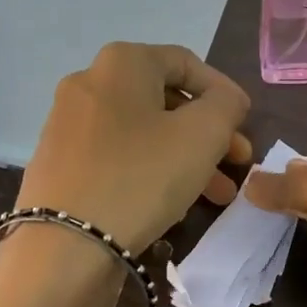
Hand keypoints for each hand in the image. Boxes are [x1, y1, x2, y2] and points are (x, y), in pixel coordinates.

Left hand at [16, 43, 251, 254]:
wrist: (65, 243)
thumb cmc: (142, 176)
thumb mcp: (202, 135)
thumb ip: (226, 105)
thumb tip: (225, 99)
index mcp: (121, 63)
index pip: (185, 63)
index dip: (223, 91)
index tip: (246, 123)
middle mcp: (88, 83)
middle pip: (164, 100)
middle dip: (208, 132)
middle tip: (237, 162)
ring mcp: (67, 124)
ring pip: (143, 133)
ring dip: (185, 157)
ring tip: (217, 194)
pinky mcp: (59, 163)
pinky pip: (117, 156)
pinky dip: (150, 170)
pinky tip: (172, 201)